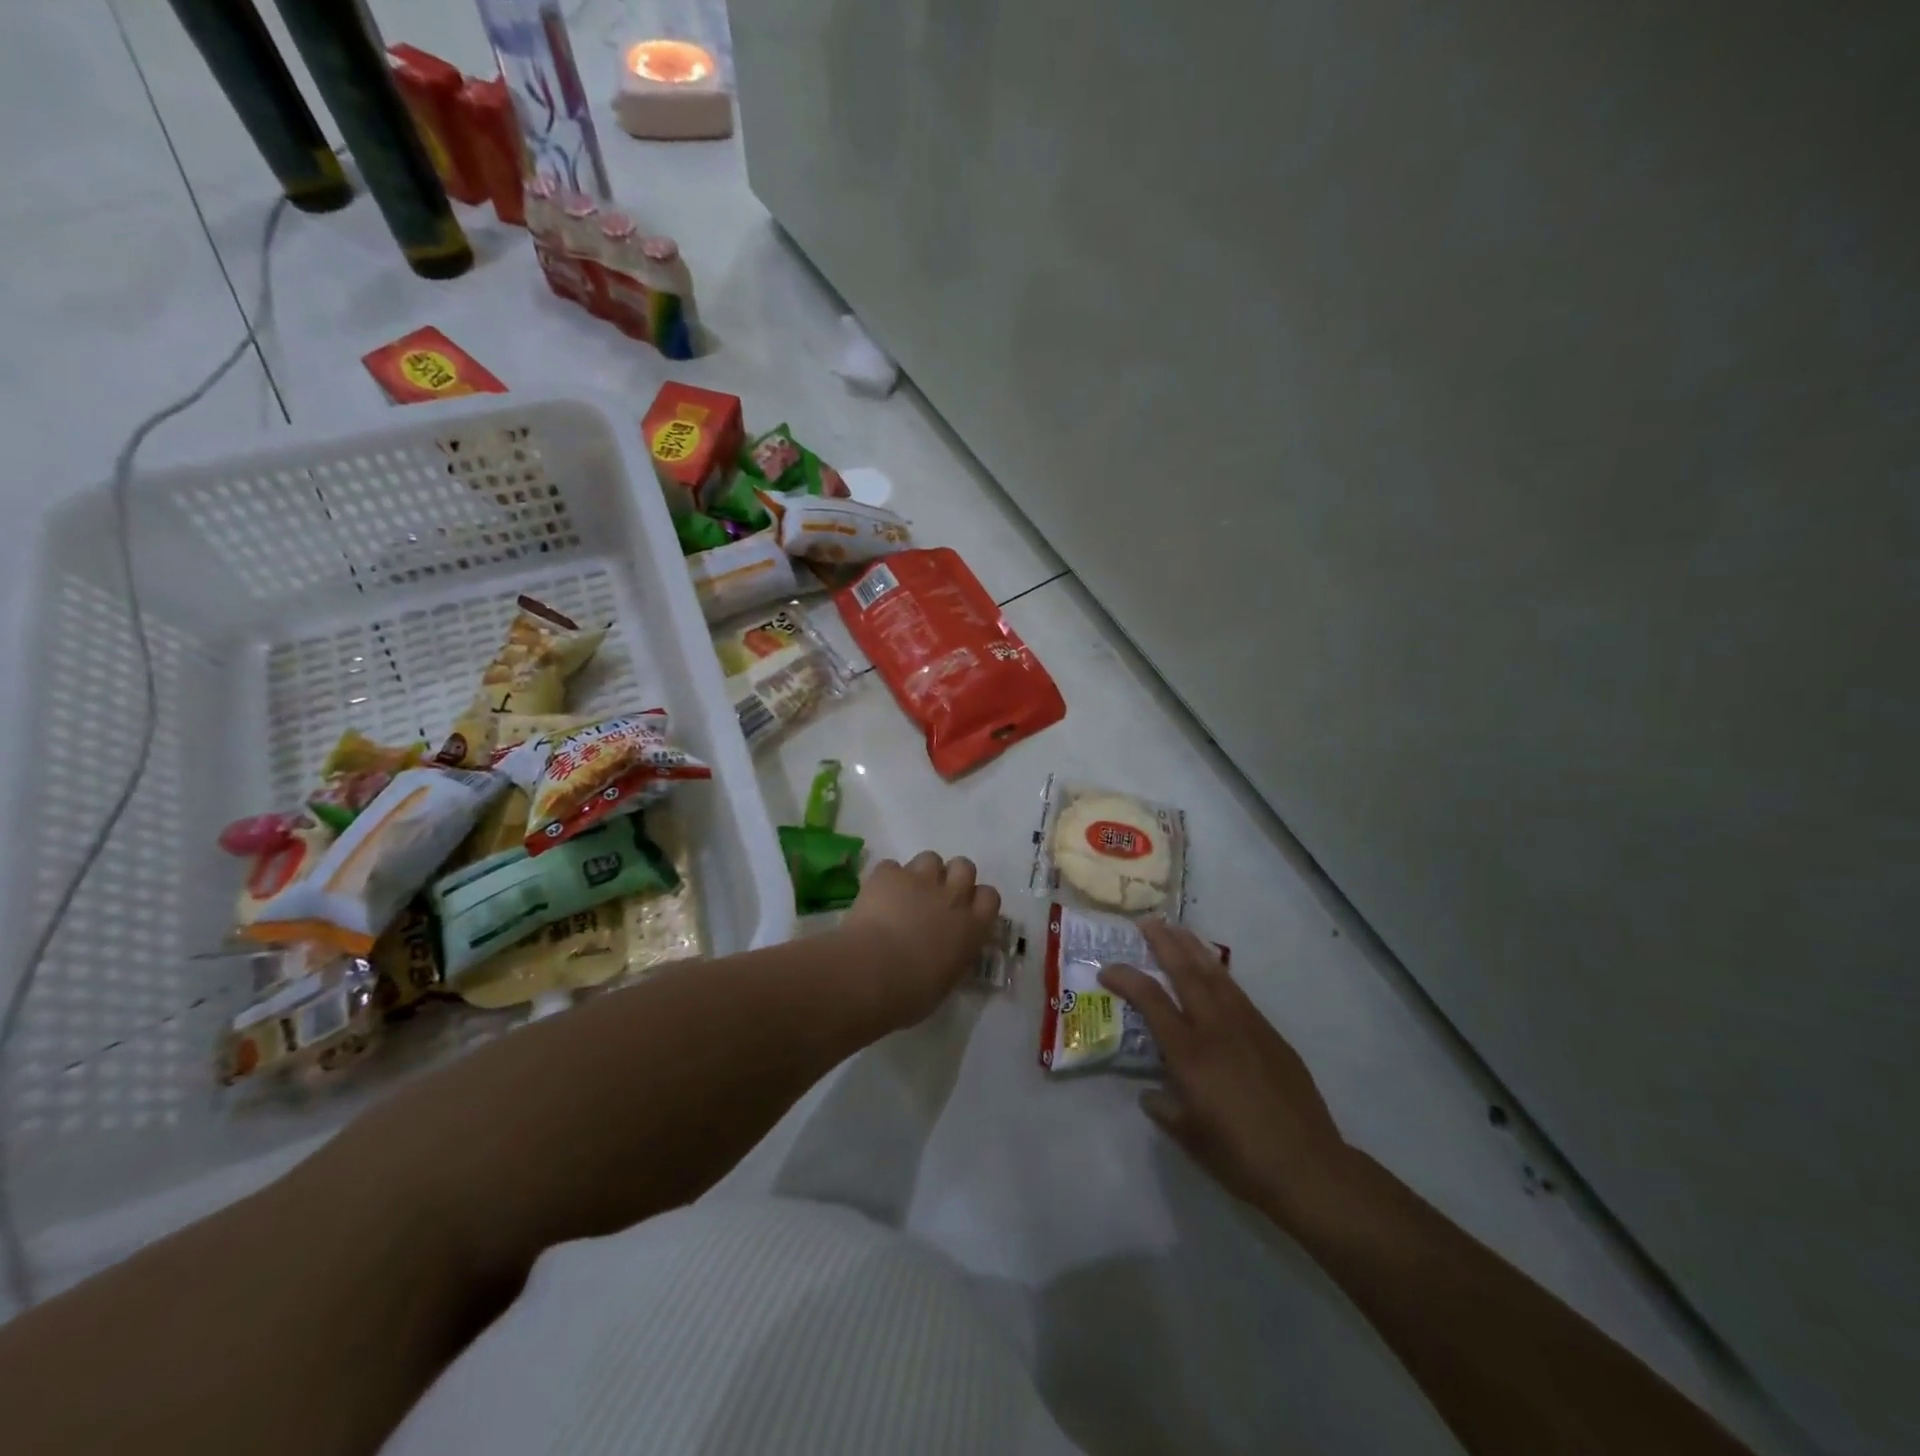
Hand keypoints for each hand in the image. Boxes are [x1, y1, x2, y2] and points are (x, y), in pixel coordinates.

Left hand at [839, 852, 1000, 1028]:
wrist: (873, 973)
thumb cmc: (912, 993)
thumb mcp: (946, 981)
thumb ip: (953, 957)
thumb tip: (946, 953)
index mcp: (972, 928)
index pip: (990, 897)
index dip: (976, 899)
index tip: (964, 911)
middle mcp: (952, 897)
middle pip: (964, 866)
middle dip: (952, 877)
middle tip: (935, 897)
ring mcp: (920, 881)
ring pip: (930, 858)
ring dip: (921, 873)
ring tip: (905, 893)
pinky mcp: (888, 875)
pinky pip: (891, 867)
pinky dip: (886, 879)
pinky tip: (876, 896)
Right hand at [1100, 919, 1351, 1230]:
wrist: (1309, 1167)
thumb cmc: (1240, 1157)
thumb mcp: (1190, 1138)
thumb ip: (1164, 1109)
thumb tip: (1150, 1093)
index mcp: (1189, 1053)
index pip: (1151, 1001)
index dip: (1126, 978)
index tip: (1107, 967)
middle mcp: (1216, 1028)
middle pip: (1186, 973)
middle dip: (1164, 943)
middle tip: (1147, 921)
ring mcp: (1247, 1026)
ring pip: (1215, 974)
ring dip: (1193, 948)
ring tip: (1177, 929)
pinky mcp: (1270, 1034)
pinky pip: (1238, 992)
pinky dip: (1219, 972)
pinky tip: (1212, 970)